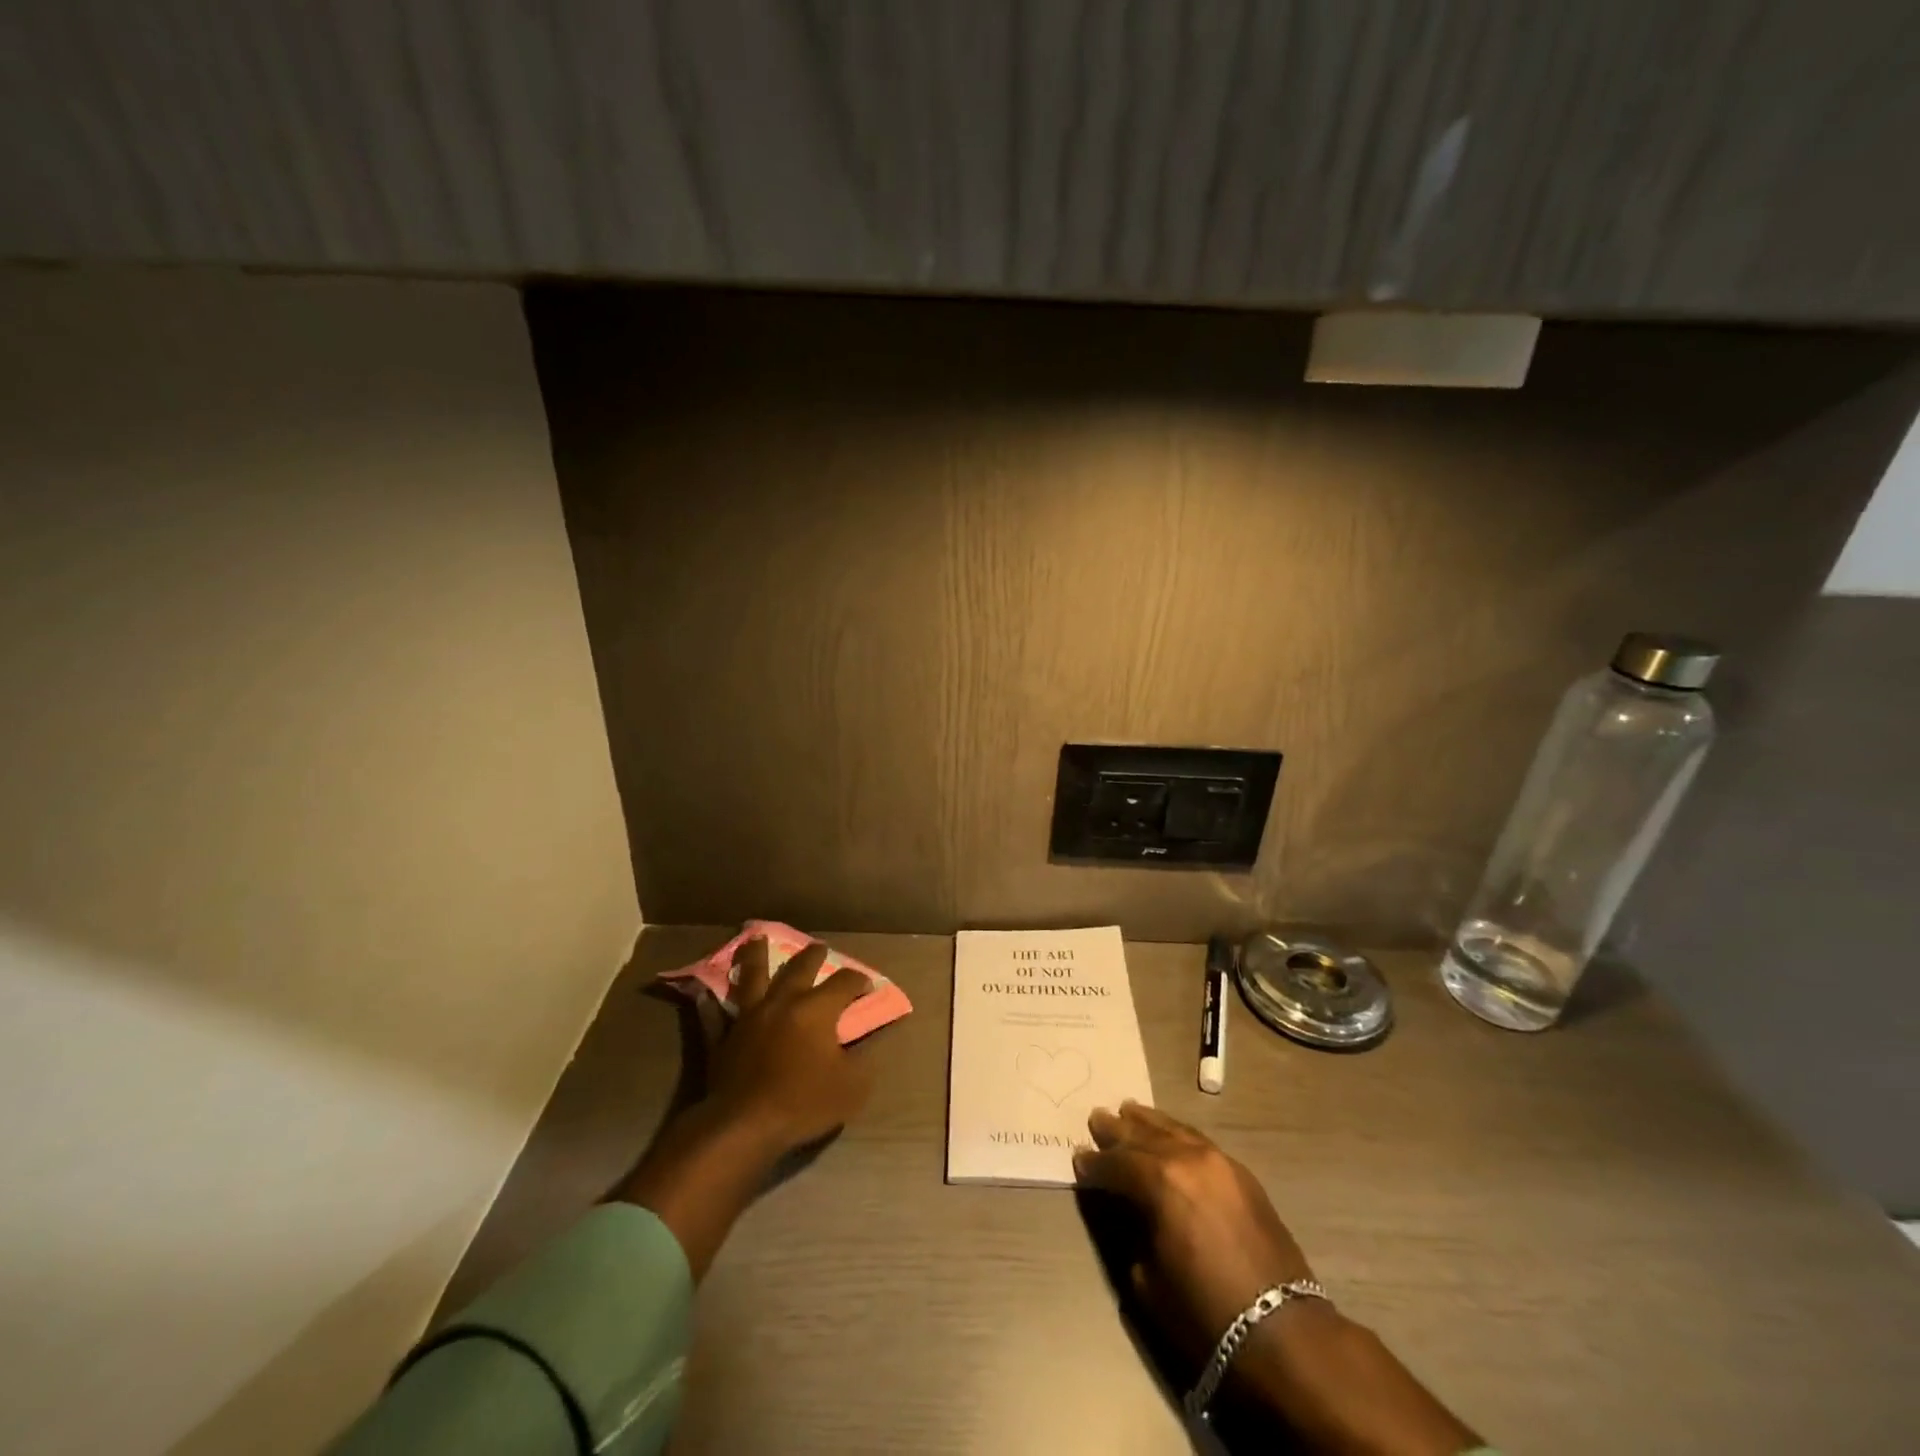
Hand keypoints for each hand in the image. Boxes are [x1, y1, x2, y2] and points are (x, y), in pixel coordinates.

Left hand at [615, 937, 874, 1279]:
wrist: (744, 1125)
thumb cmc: (803, 1103)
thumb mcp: (851, 1087)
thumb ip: (862, 1060)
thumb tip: (867, 1043)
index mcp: (816, 1009)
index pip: (844, 983)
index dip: (859, 980)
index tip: (868, 984)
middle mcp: (782, 1002)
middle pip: (799, 968)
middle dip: (813, 955)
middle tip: (819, 947)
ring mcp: (748, 1017)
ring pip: (752, 977)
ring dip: (755, 956)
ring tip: (755, 938)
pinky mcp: (722, 1037)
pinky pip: (714, 1015)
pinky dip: (710, 1004)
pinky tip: (705, 994)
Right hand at [1075, 1103, 1478, 1453]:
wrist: (1282, 1332)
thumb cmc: (1205, 1312)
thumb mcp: (1148, 1278)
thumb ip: (1132, 1232)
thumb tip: (1129, 1212)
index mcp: (1159, 1180)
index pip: (1116, 1163)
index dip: (1094, 1164)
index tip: (1079, 1159)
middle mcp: (1187, 1158)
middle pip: (1144, 1136)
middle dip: (1118, 1130)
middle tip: (1097, 1117)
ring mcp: (1219, 1161)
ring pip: (1174, 1130)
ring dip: (1149, 1122)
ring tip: (1129, 1110)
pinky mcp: (1242, 1174)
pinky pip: (1199, 1141)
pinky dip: (1178, 1133)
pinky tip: (1170, 1133)